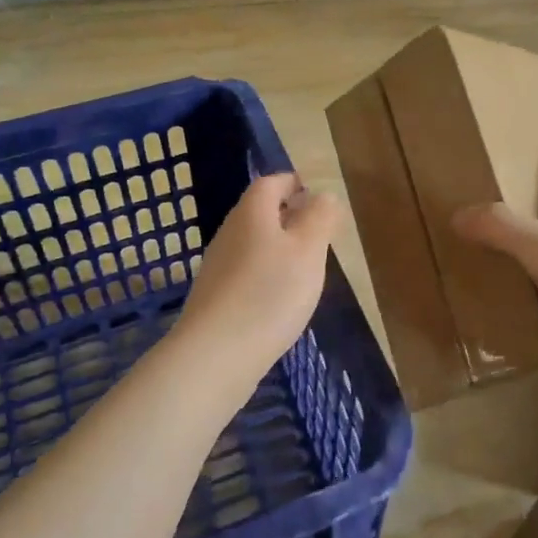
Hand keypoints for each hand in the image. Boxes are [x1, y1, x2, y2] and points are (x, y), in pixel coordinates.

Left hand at [177, 173, 341, 372]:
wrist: (215, 355)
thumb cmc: (270, 293)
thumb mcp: (309, 250)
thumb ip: (320, 217)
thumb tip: (323, 195)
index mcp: (252, 213)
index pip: (271, 182)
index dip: (293, 183)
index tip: (316, 195)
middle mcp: (229, 232)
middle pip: (259, 212)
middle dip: (289, 216)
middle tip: (318, 232)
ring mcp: (218, 266)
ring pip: (253, 243)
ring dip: (278, 247)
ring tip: (305, 267)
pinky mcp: (214, 298)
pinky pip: (245, 273)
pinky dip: (265, 275)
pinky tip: (280, 300)